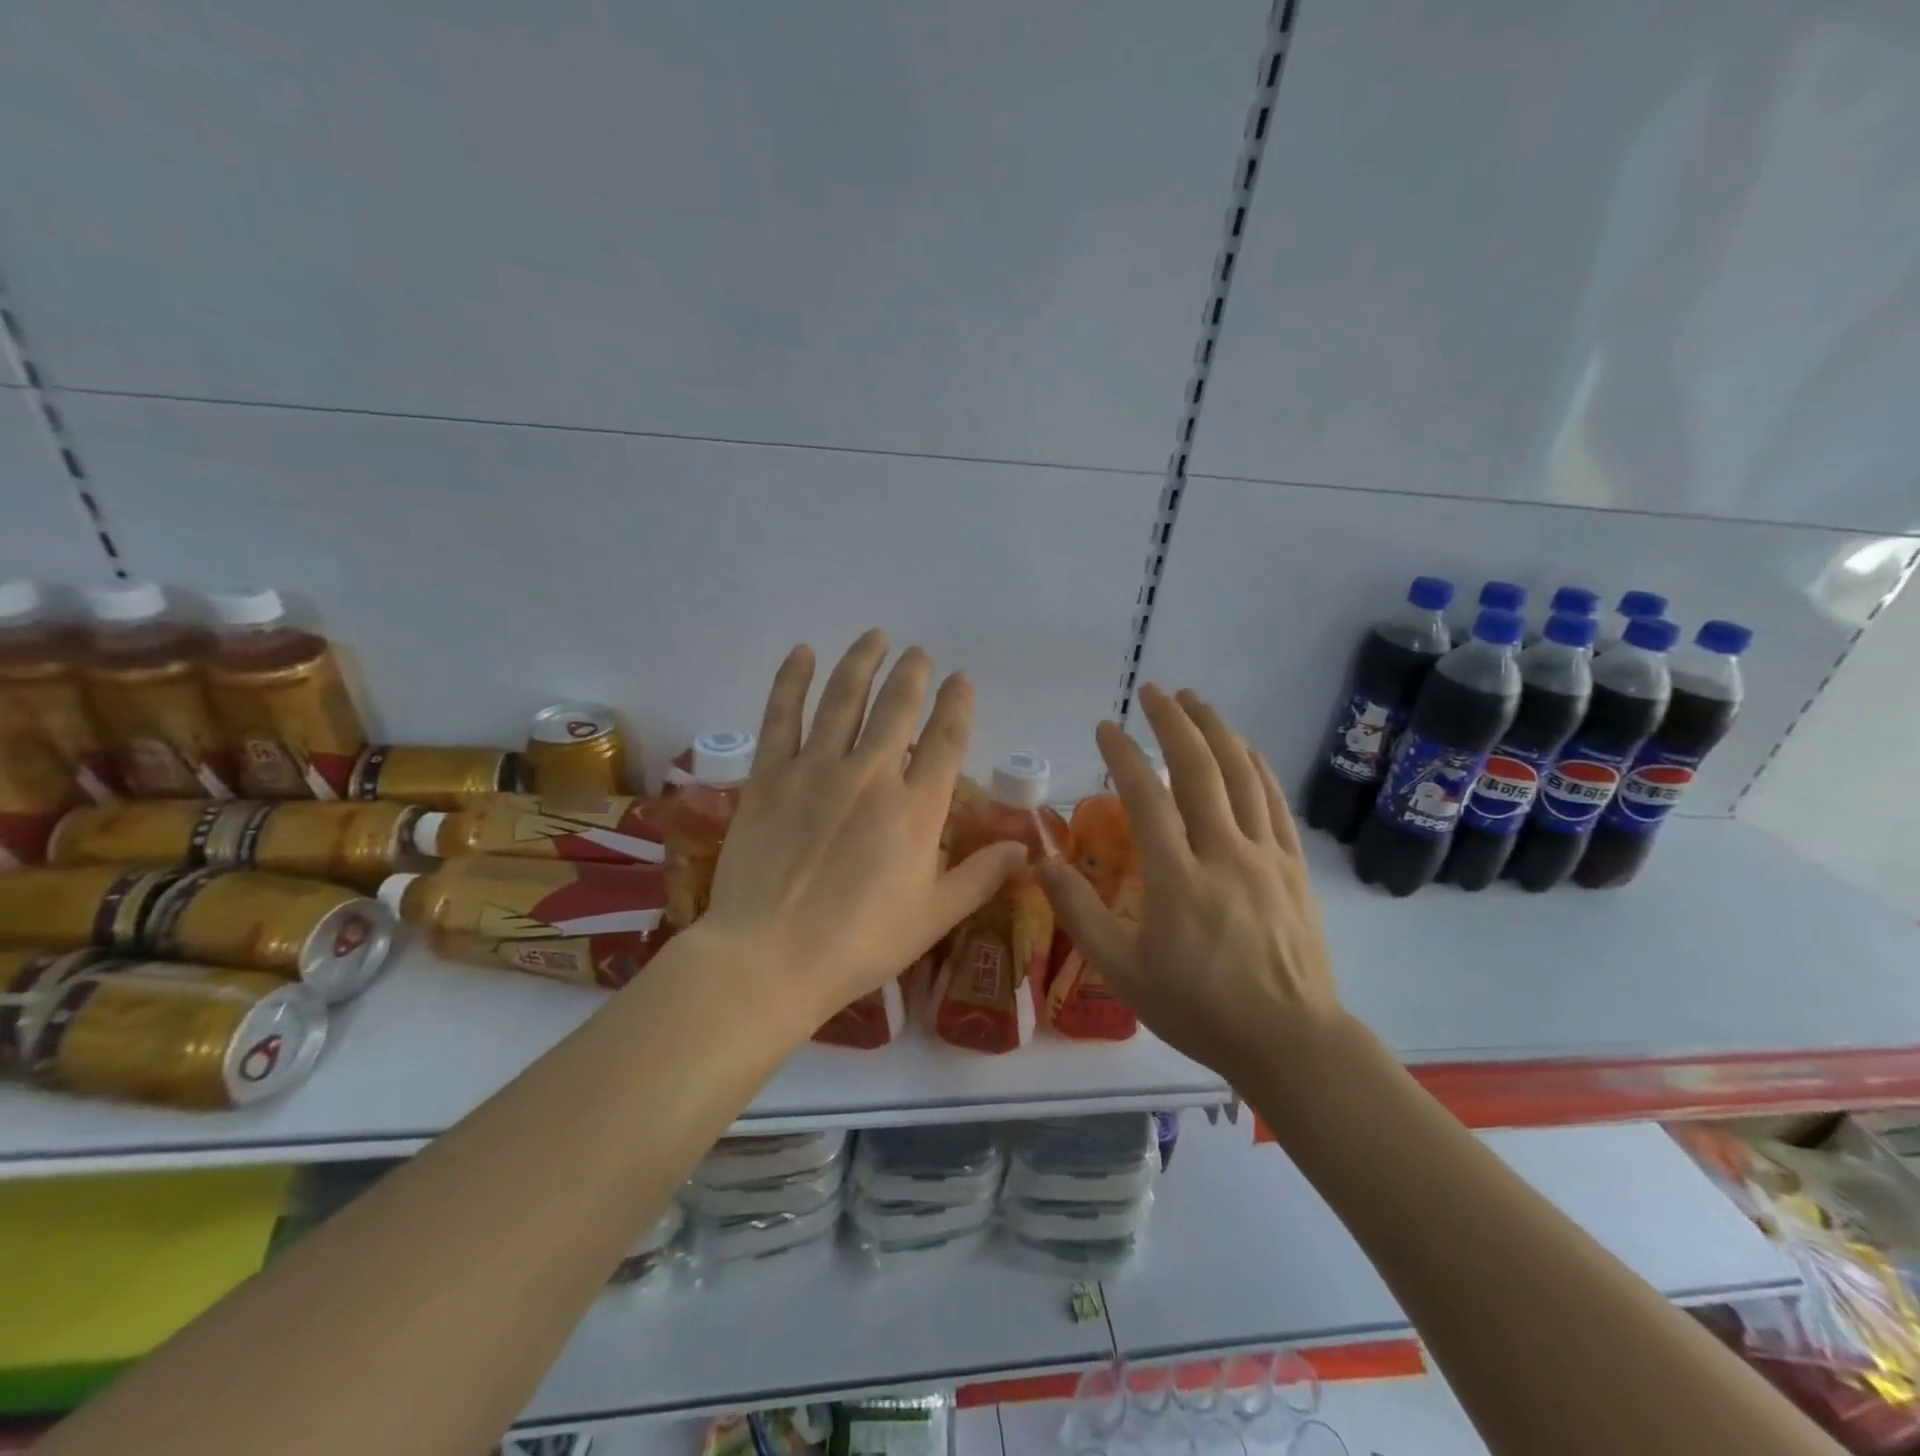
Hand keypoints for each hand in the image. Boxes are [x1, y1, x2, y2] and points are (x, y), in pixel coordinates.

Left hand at [696, 630, 1027, 1032]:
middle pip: (897, 707)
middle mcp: (871, 775)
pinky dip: (793, 680)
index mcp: (915, 810)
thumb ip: (979, 877)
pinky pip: (782, 714)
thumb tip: (1024, 849)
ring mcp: (816, 769)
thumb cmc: (859, 944)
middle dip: (913, 674)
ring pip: (844, 698)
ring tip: (876, 637)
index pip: (945, 740)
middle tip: (919, 654)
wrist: (770, 958)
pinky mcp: (771, 775)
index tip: (961, 680)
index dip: (957, 705)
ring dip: (863, 661)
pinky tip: (803, 653)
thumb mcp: (932, 917)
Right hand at [1037, 684, 1342, 1083]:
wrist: (1289, 1041)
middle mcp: (1223, 853)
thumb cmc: (1198, 1009)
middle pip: (1199, 770)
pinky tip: (1245, 748)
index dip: (1123, 755)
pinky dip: (1257, 766)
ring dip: (1217, 731)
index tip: (1105, 727)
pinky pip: (1275, 803)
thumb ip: (1078, 913)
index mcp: (1177, 878)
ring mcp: (1265, 856)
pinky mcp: (1293, 867)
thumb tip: (1041, 862)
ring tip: (1196, 701)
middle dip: (1173, 722)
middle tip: (1153, 691)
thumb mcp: (1122, 971)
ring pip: (1242, 776)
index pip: (1146, 796)